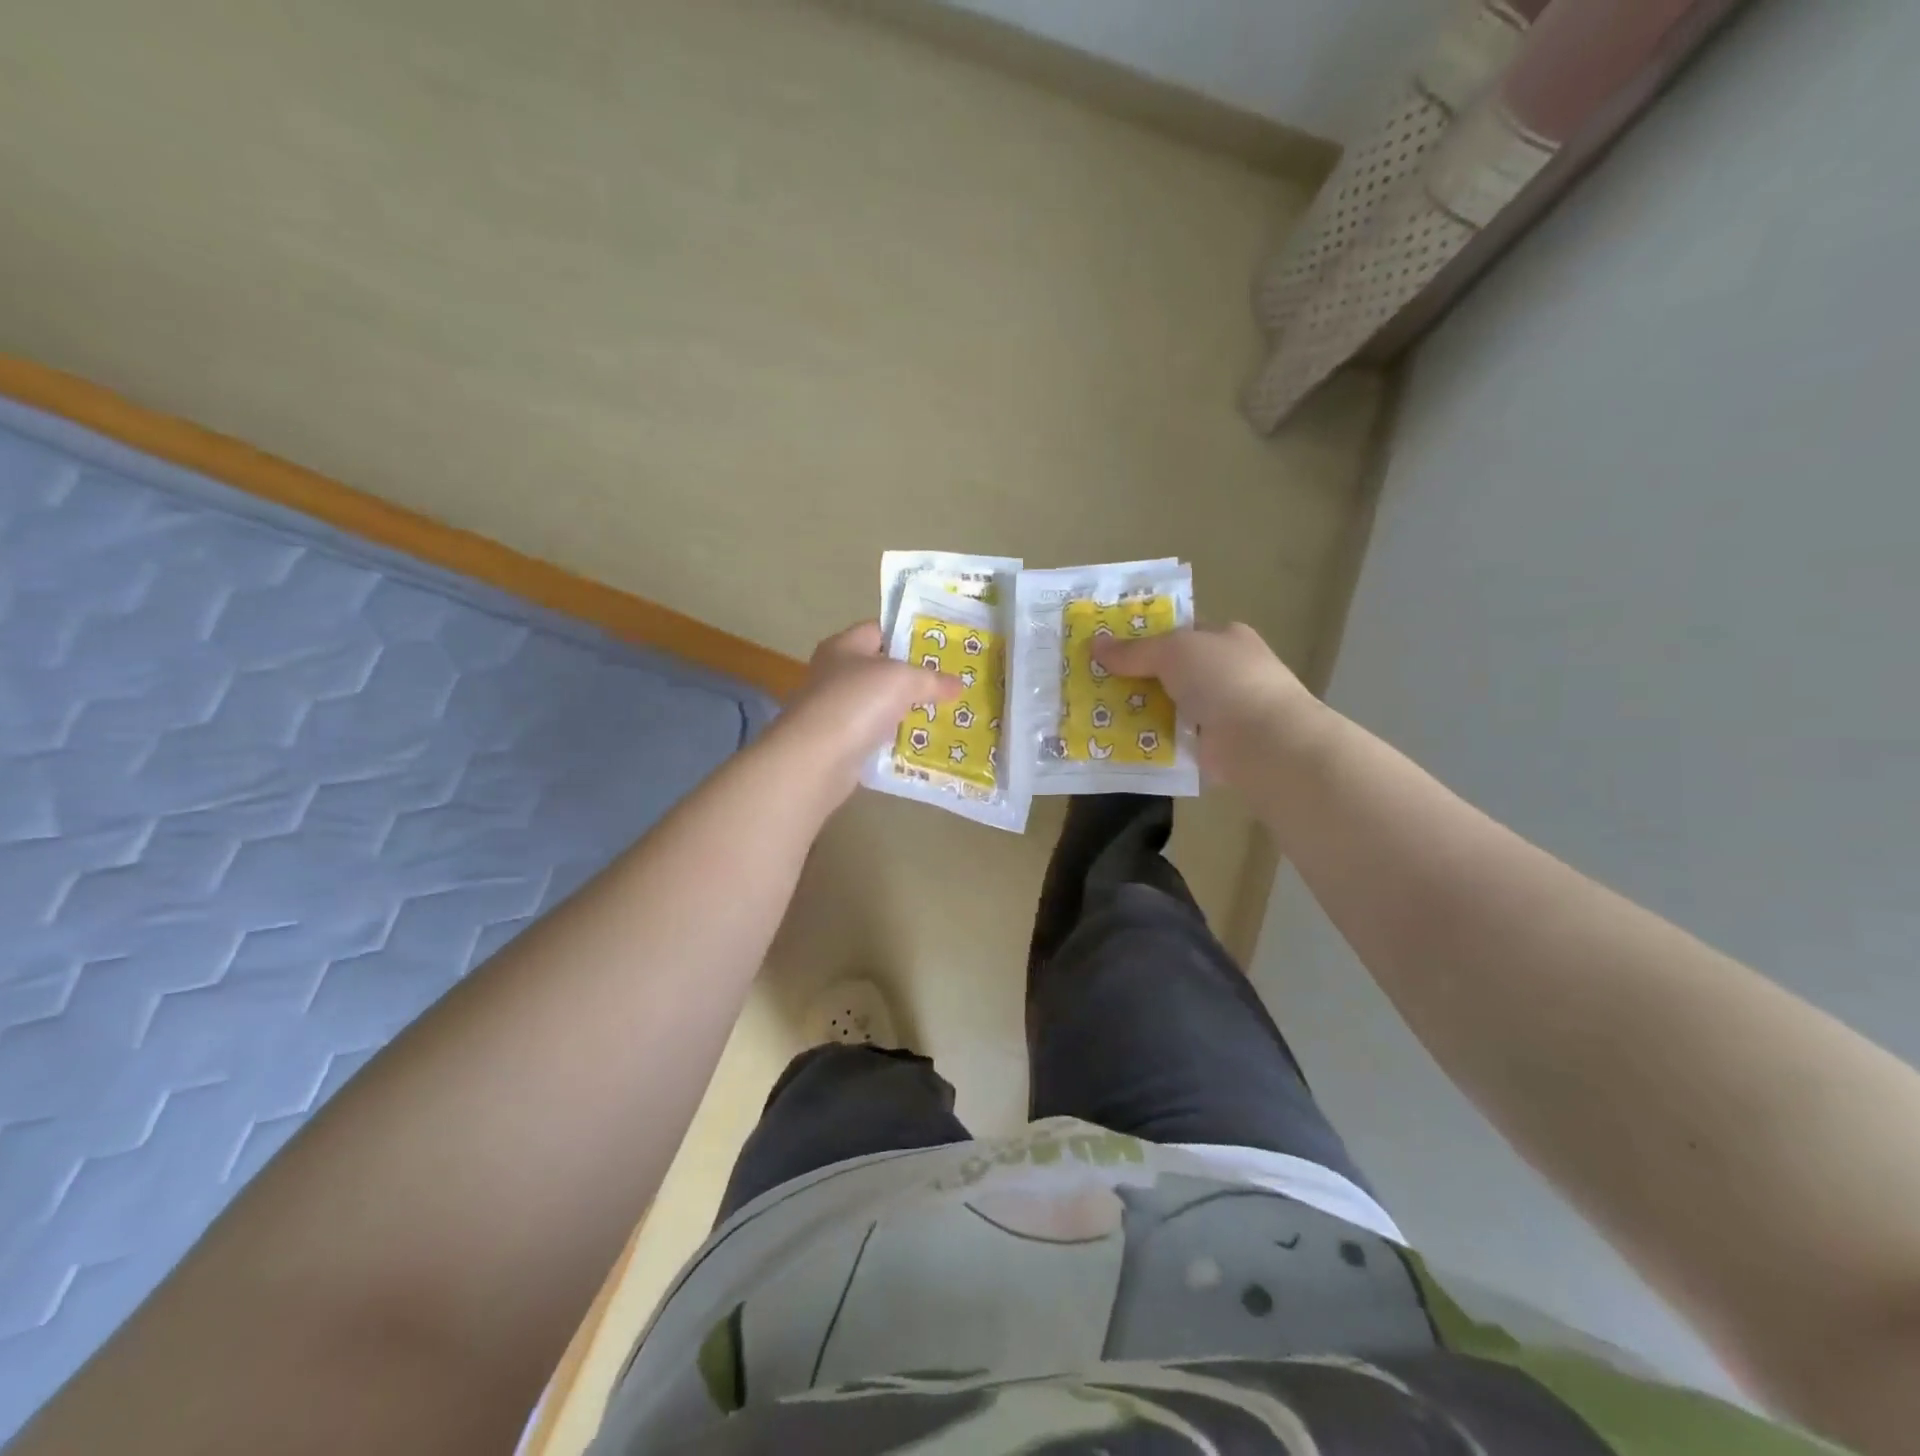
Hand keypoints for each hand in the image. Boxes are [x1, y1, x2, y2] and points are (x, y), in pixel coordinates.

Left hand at [773, 622, 960, 800]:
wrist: (816, 759)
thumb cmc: (856, 703)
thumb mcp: (902, 680)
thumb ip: (931, 679)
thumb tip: (958, 684)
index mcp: (844, 646)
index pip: (880, 630)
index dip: (910, 635)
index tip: (943, 646)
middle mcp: (836, 674)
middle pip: (881, 669)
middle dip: (914, 676)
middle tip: (951, 682)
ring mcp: (836, 710)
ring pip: (880, 705)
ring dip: (907, 710)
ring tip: (944, 712)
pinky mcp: (840, 743)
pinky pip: (875, 735)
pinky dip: (895, 738)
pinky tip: (922, 743)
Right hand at [1093, 623, 1325, 788]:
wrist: (1262, 741)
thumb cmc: (1223, 679)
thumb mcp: (1173, 651)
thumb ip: (1134, 650)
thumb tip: (1095, 645)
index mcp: (1224, 638)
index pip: (1180, 633)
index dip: (1144, 638)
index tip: (1107, 648)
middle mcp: (1225, 672)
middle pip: (1169, 671)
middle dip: (1134, 677)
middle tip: (1092, 682)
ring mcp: (1220, 711)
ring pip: (1167, 706)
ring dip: (1137, 711)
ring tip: (1094, 714)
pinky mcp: (1212, 746)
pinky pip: (1170, 738)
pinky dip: (1148, 740)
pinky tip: (1117, 742)